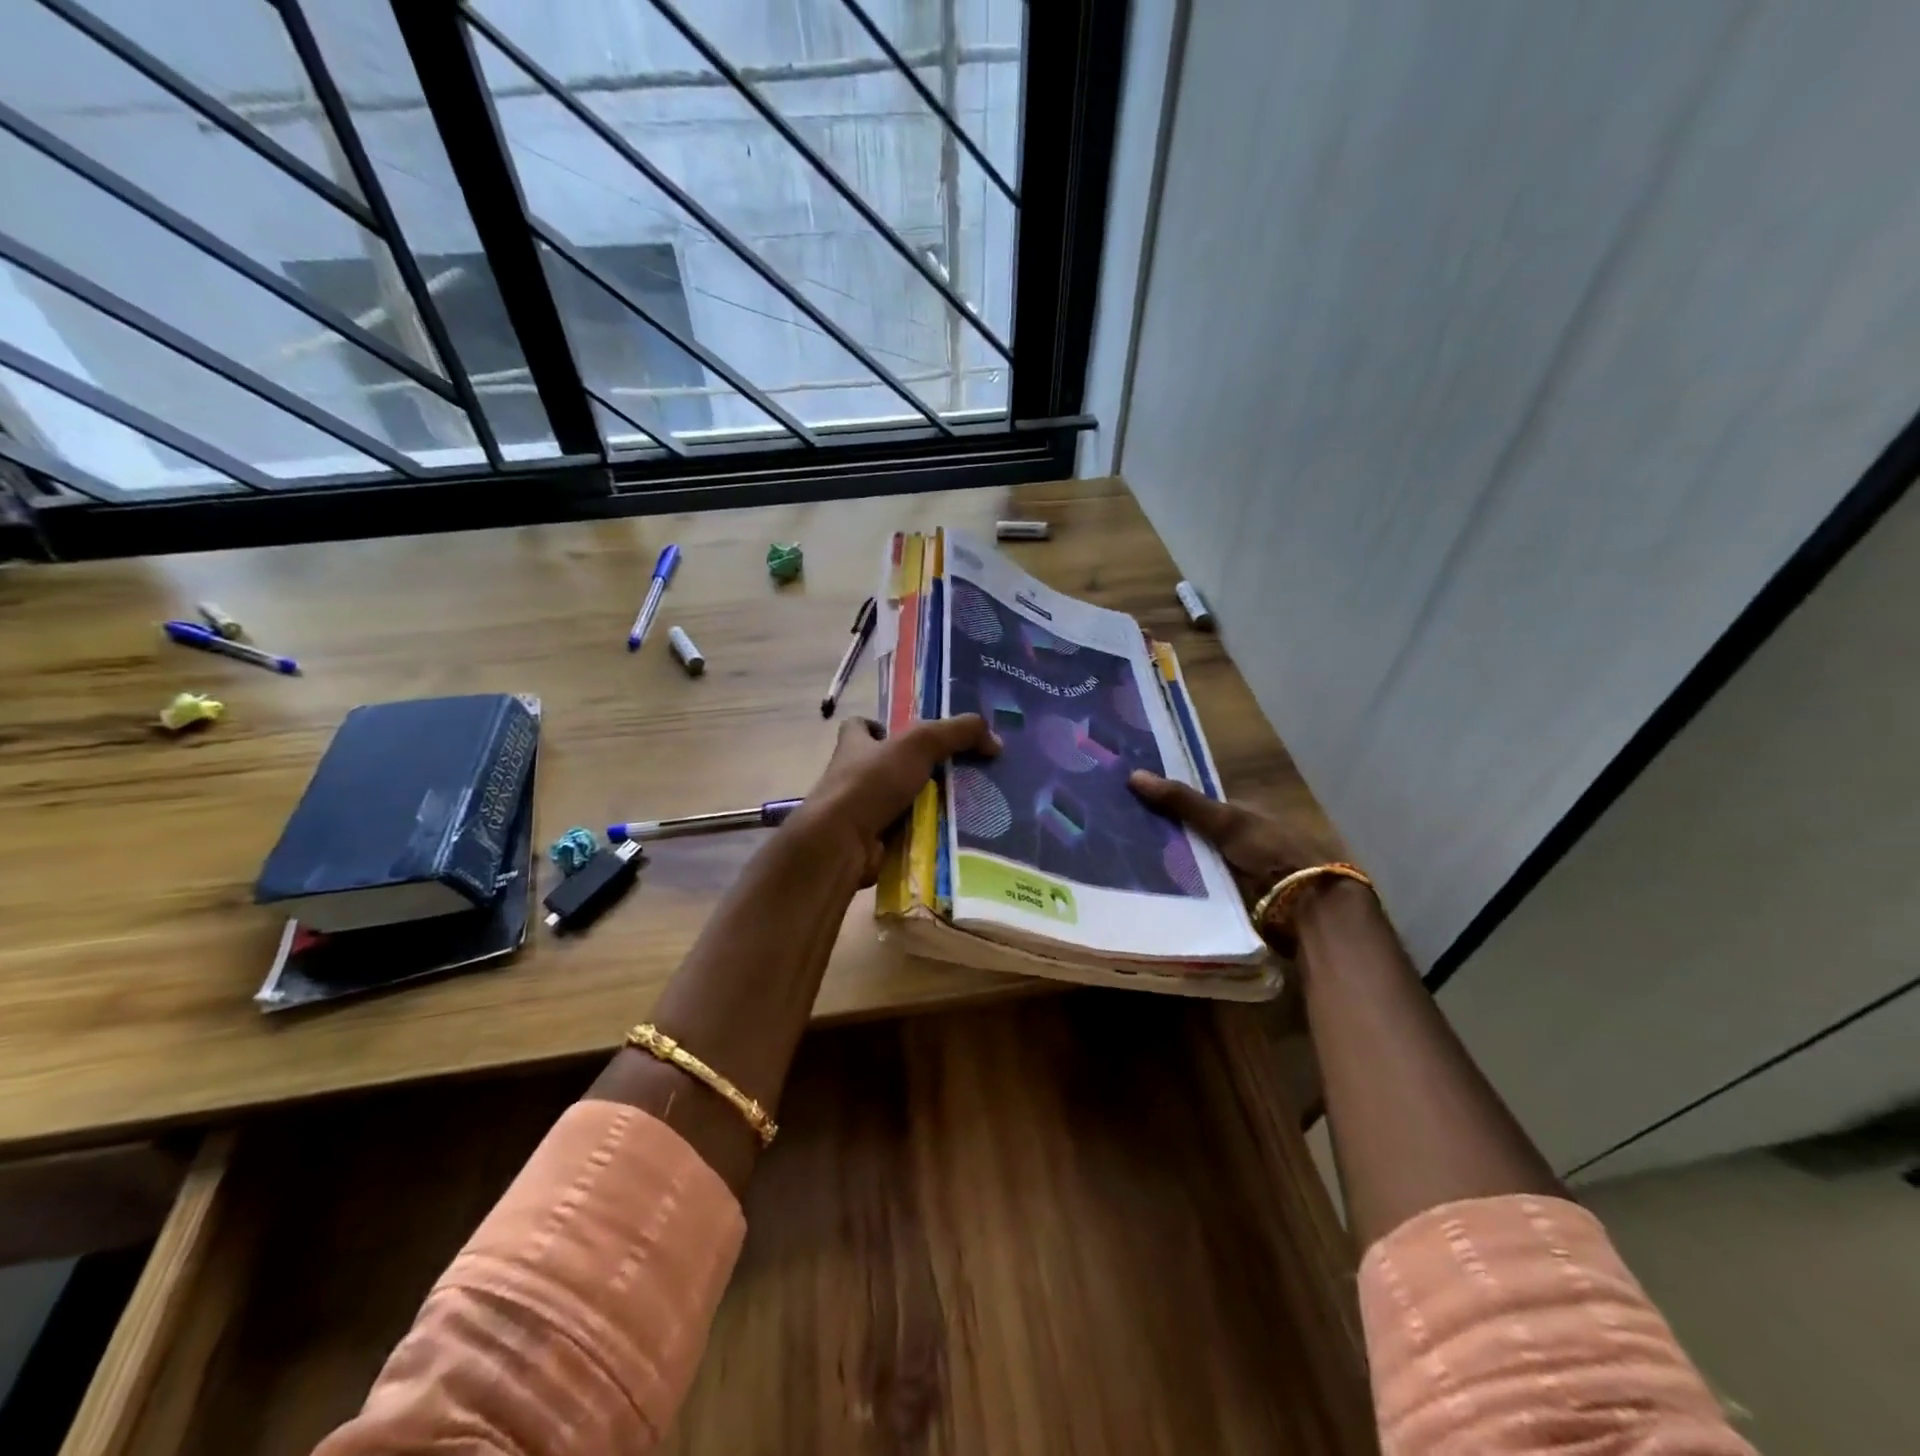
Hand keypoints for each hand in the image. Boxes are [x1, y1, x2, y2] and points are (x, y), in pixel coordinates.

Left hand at [794, 715, 1000, 882]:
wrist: (841, 844)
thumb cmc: (871, 783)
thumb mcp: (919, 744)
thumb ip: (957, 733)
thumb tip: (995, 739)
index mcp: (854, 746)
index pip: (859, 727)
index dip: (880, 727)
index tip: (910, 736)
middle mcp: (852, 777)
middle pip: (886, 767)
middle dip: (916, 770)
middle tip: (957, 773)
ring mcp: (859, 812)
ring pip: (898, 803)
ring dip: (925, 804)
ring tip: (967, 804)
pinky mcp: (870, 843)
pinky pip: (904, 834)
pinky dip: (924, 834)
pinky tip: (953, 834)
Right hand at [1128, 770, 1338, 904]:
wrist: (1307, 908)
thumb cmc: (1270, 852)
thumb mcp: (1224, 820)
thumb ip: (1182, 801)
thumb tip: (1133, 774)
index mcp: (1251, 811)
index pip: (1205, 805)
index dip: (1174, 804)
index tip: (1139, 806)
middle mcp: (1250, 837)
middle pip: (1202, 834)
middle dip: (1173, 837)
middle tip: (1130, 837)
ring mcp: (1248, 870)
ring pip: (1202, 863)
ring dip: (1178, 865)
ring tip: (1136, 864)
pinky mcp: (1244, 900)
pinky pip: (1207, 890)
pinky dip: (1188, 889)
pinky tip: (1161, 890)